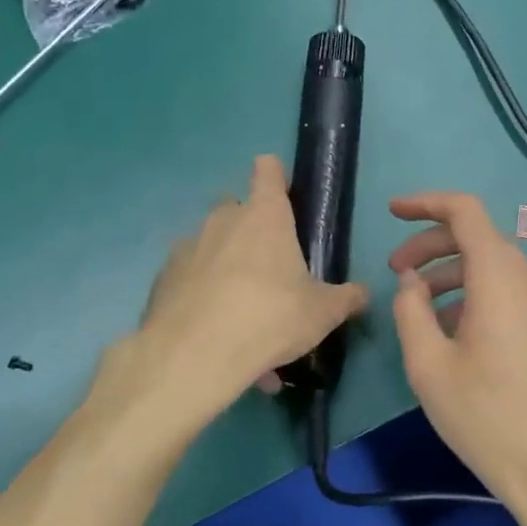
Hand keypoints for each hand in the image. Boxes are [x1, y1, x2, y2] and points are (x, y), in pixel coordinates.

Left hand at [137, 156, 368, 410]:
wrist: (194, 355)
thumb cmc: (270, 317)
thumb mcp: (322, 312)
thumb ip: (346, 298)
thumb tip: (364, 293)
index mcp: (265, 216)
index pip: (267, 171)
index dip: (275, 175)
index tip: (282, 191)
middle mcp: (223, 221)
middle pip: (235, 206)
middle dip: (249, 226)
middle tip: (267, 264)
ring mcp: (188, 247)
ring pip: (209, 244)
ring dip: (224, 265)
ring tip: (241, 311)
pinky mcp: (162, 279)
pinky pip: (189, 279)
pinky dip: (201, 295)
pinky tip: (214, 330)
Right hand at [388, 192, 526, 515]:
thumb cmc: (489, 419)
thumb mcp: (429, 367)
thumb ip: (411, 311)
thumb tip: (411, 281)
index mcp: (500, 277)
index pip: (465, 212)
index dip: (425, 203)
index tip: (392, 211)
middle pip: (478, 239)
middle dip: (431, 246)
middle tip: (396, 271)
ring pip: (494, 267)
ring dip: (452, 274)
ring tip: (419, 306)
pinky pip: (512, 292)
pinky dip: (477, 294)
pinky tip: (456, 331)